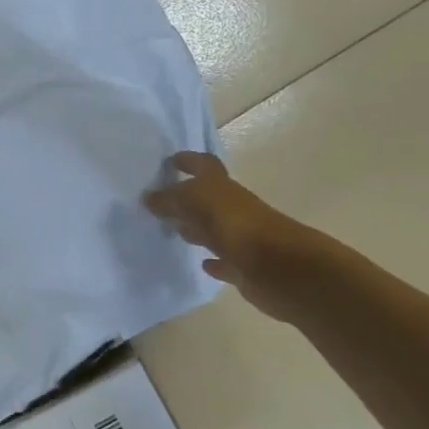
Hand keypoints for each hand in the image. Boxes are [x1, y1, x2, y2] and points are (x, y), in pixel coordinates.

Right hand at [144, 152, 323, 322]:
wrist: (279, 267)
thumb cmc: (236, 225)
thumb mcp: (196, 201)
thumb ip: (171, 198)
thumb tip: (148, 197)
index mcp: (222, 188)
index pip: (204, 166)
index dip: (189, 161)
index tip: (169, 163)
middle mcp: (233, 209)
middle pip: (207, 199)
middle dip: (185, 198)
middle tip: (159, 202)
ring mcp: (240, 238)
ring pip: (213, 229)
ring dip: (195, 228)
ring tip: (170, 230)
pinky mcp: (244, 267)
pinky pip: (224, 261)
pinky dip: (214, 260)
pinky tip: (202, 263)